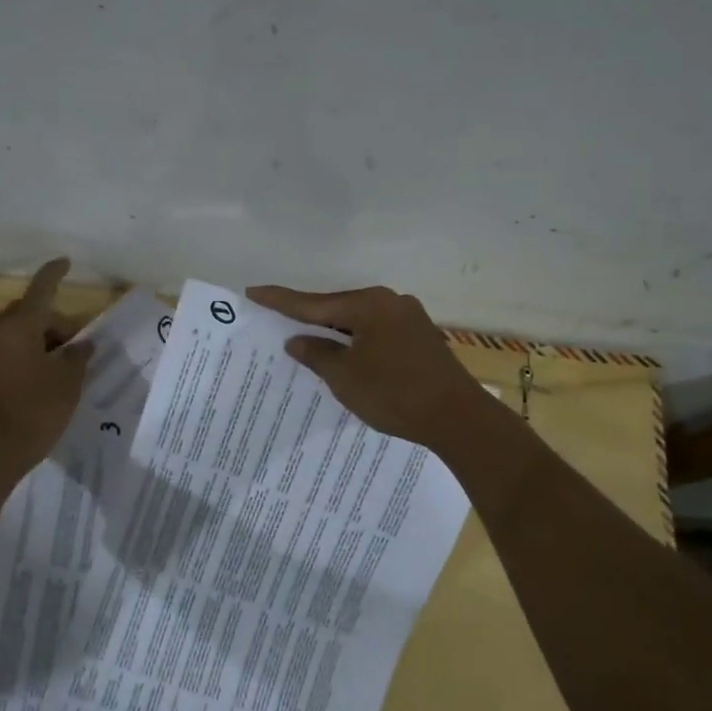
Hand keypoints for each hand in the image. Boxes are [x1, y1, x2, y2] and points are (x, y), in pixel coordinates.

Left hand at [0, 258, 91, 473]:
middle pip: (28, 314)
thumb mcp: (68, 381)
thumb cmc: (37, 410)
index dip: (54, 275)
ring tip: (62, 366)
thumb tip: (80, 344)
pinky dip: (25, 355)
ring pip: (16, 334)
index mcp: (18, 327)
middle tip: (76, 346)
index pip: (40, 291)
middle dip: (53, 323)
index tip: (65, 262)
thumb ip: (77, 355)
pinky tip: (42, 377)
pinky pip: (6, 351)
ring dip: (39, 340)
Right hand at [245, 283, 486, 449]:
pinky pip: (376, 333)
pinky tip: (344, 354)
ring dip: (334, 332)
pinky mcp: (420, 338)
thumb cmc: (394, 394)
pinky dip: (356, 342)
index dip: (281, 301)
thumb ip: (317, 354)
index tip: (254, 292)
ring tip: (306, 339)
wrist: (457, 418)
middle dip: (309, 317)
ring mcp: (409, 319)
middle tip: (276, 318)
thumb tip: (297, 339)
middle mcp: (390, 302)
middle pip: (338, 308)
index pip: (314, 302)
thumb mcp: (345, 377)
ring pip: (359, 322)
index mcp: (369, 305)